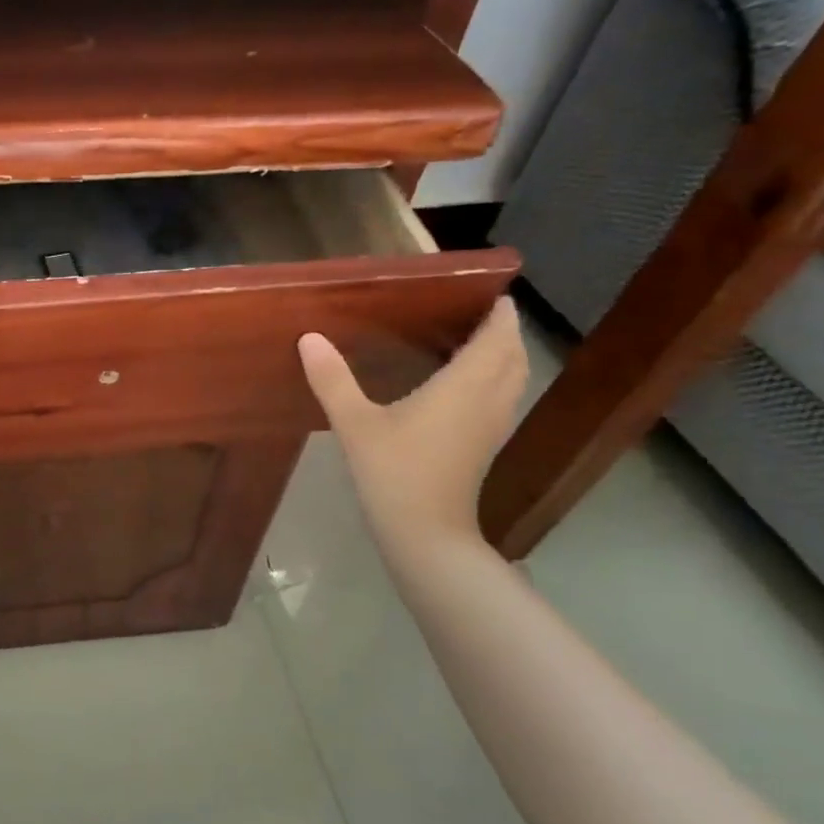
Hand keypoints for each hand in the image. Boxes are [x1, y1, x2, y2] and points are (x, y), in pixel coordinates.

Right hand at [298, 297, 526, 552]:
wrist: (425, 532)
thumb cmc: (394, 471)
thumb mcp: (355, 423)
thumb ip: (333, 379)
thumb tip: (309, 338)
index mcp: (465, 385)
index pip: (497, 337)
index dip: (499, 313)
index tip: (488, 291)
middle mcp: (489, 399)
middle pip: (513, 355)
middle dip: (504, 331)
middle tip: (477, 312)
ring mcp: (492, 425)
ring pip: (514, 378)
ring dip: (504, 356)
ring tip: (476, 341)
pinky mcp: (486, 445)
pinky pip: (503, 398)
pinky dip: (496, 380)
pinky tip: (466, 385)